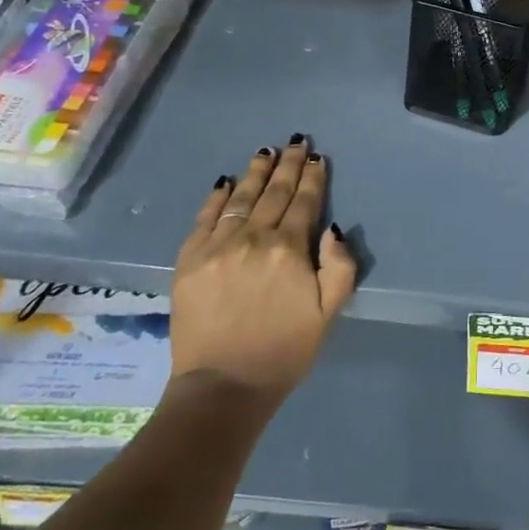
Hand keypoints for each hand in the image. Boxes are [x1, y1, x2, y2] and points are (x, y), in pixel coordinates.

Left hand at [170, 137, 358, 401]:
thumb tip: (332, 228)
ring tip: (266, 152)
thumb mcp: (330, 312)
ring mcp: (217, 247)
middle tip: (296, 142)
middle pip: (274, 193)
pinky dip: (216, 197)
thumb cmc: (285, 350)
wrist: (223, 387)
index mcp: (289, 250)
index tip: (318, 158)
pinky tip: (226, 182)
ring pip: (240, 198)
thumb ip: (340, 266)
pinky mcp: (188, 260)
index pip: (304, 203)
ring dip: (256, 173)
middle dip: (288, 165)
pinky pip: (204, 218)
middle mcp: (253, 238)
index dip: (313, 178)